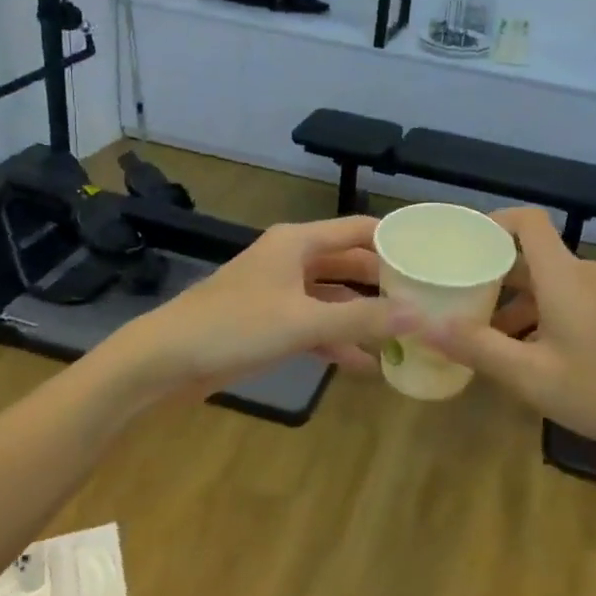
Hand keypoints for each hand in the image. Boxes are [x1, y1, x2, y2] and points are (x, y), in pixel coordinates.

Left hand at [109, 216, 410, 398]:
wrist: (164, 361)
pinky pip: (313, 325)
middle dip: (382, 284)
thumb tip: (420, 315)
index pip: (358, 229)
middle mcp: (291, 259)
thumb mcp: (303, 322)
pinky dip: (336, 341)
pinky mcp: (268, 322)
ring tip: (401, 338)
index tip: (431, 258)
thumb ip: (362, 318)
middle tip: (423, 303)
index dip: (394, 240)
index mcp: (298, 242)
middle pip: (349, 264)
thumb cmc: (234, 327)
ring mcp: (278, 292)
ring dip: (361, 317)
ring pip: (333, 298)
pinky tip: (363, 366)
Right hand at [421, 207, 595, 466]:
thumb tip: (425, 324)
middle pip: (531, 256)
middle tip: (455, 297)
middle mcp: (584, 275)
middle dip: (492, 274)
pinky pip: (568, 303)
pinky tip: (528, 359)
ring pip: (549, 285)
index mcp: (562, 275)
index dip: (491, 222)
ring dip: (515, 304)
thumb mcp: (534, 377)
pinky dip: (540, 318)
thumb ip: (478, 348)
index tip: (459, 245)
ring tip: (484, 338)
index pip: (526, 221)